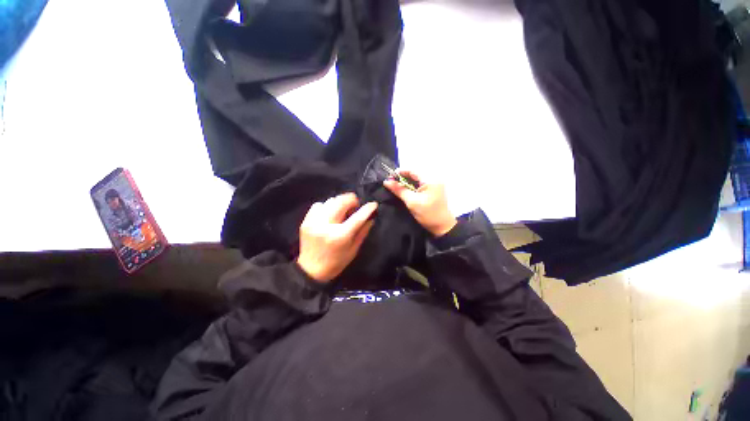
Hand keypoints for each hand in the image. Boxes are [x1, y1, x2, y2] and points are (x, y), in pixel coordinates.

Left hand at [297, 193, 377, 282]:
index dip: (367, 209)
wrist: (311, 270)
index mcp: (340, 236)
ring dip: (339, 203)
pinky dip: (326, 206)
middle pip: (341, 202)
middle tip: (355, 206)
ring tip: (342, 211)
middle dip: (352, 200)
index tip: (373, 204)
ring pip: (330, 201)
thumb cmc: (336, 262)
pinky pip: (318, 205)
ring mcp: (314, 222)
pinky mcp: (306, 221)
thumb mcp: (353, 250)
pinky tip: (329, 214)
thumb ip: (363, 232)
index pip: (357, 217)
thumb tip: (371, 217)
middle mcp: (326, 226)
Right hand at [384, 170, 456, 236]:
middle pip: (415, 173)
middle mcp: (434, 177)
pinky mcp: (434, 188)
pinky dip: (412, 185)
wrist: (442, 226)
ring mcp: (435, 183)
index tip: (389, 178)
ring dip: (407, 181)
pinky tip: (406, 190)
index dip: (400, 172)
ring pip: (417, 178)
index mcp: (430, 179)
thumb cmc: (428, 214)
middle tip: (392, 183)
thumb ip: (399, 190)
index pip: (412, 170)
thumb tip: (386, 182)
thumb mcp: (411, 202)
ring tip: (397, 187)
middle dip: (402, 177)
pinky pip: (421, 183)